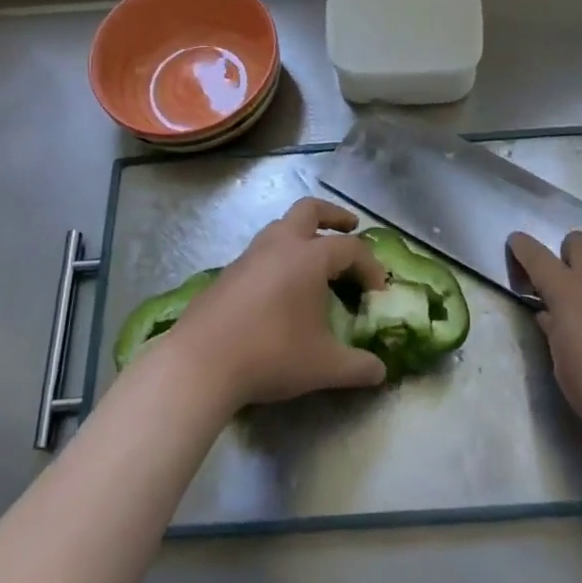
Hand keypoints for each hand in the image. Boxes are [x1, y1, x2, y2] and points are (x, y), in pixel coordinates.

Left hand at [167, 198, 389, 409]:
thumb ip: (358, 367)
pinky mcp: (227, 273)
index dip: (370, 265)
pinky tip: (280, 288)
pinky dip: (279, 256)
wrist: (200, 363)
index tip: (379, 289)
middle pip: (309, 209)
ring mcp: (249, 256)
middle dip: (334, 215)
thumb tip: (381, 372)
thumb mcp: (323, 366)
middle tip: (350, 227)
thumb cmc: (271, 354)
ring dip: (302, 234)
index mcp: (309, 257)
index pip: (350, 248)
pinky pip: (261, 252)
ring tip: (315, 259)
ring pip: (280, 227)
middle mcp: (279, 245)